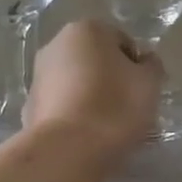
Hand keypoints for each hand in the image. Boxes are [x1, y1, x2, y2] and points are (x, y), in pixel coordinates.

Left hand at [26, 19, 164, 155]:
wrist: (68, 151)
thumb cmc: (115, 107)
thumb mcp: (150, 83)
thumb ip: (151, 65)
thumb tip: (144, 61)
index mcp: (86, 30)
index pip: (122, 42)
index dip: (137, 67)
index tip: (143, 91)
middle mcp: (56, 45)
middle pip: (96, 61)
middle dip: (112, 80)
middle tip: (129, 109)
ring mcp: (38, 76)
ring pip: (77, 84)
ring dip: (92, 98)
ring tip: (108, 127)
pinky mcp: (30, 107)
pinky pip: (63, 107)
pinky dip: (75, 116)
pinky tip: (87, 137)